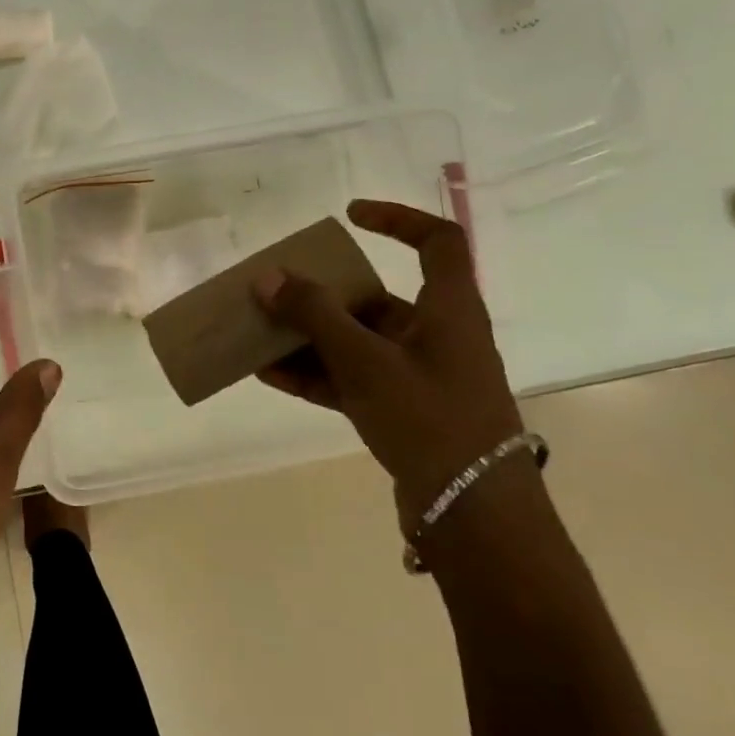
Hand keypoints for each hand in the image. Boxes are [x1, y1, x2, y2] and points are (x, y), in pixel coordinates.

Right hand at [253, 200, 524, 526]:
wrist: (474, 518)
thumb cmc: (429, 420)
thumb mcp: (365, 361)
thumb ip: (314, 315)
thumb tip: (268, 276)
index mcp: (448, 310)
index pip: (438, 243)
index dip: (398, 219)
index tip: (350, 217)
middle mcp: (436, 336)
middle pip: (378, 297)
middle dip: (324, 293)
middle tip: (280, 288)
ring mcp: (419, 377)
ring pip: (358, 342)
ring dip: (310, 337)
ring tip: (260, 332)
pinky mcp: (403, 412)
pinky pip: (351, 379)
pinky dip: (314, 374)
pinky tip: (268, 374)